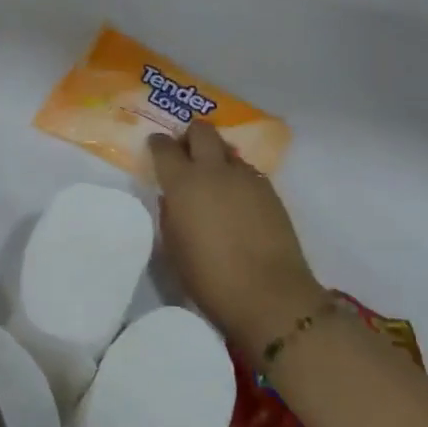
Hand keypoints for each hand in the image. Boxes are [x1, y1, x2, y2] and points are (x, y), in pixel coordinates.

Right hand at [149, 122, 324, 362]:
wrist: (269, 295)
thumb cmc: (209, 277)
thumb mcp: (173, 247)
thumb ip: (169, 214)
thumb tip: (172, 198)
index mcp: (183, 182)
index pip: (164, 146)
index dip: (158, 144)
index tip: (156, 148)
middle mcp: (214, 170)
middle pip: (202, 131)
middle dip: (191, 135)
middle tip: (186, 152)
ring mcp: (246, 178)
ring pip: (227, 150)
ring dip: (216, 157)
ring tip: (213, 179)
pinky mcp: (270, 191)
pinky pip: (247, 172)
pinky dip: (236, 177)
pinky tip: (236, 200)